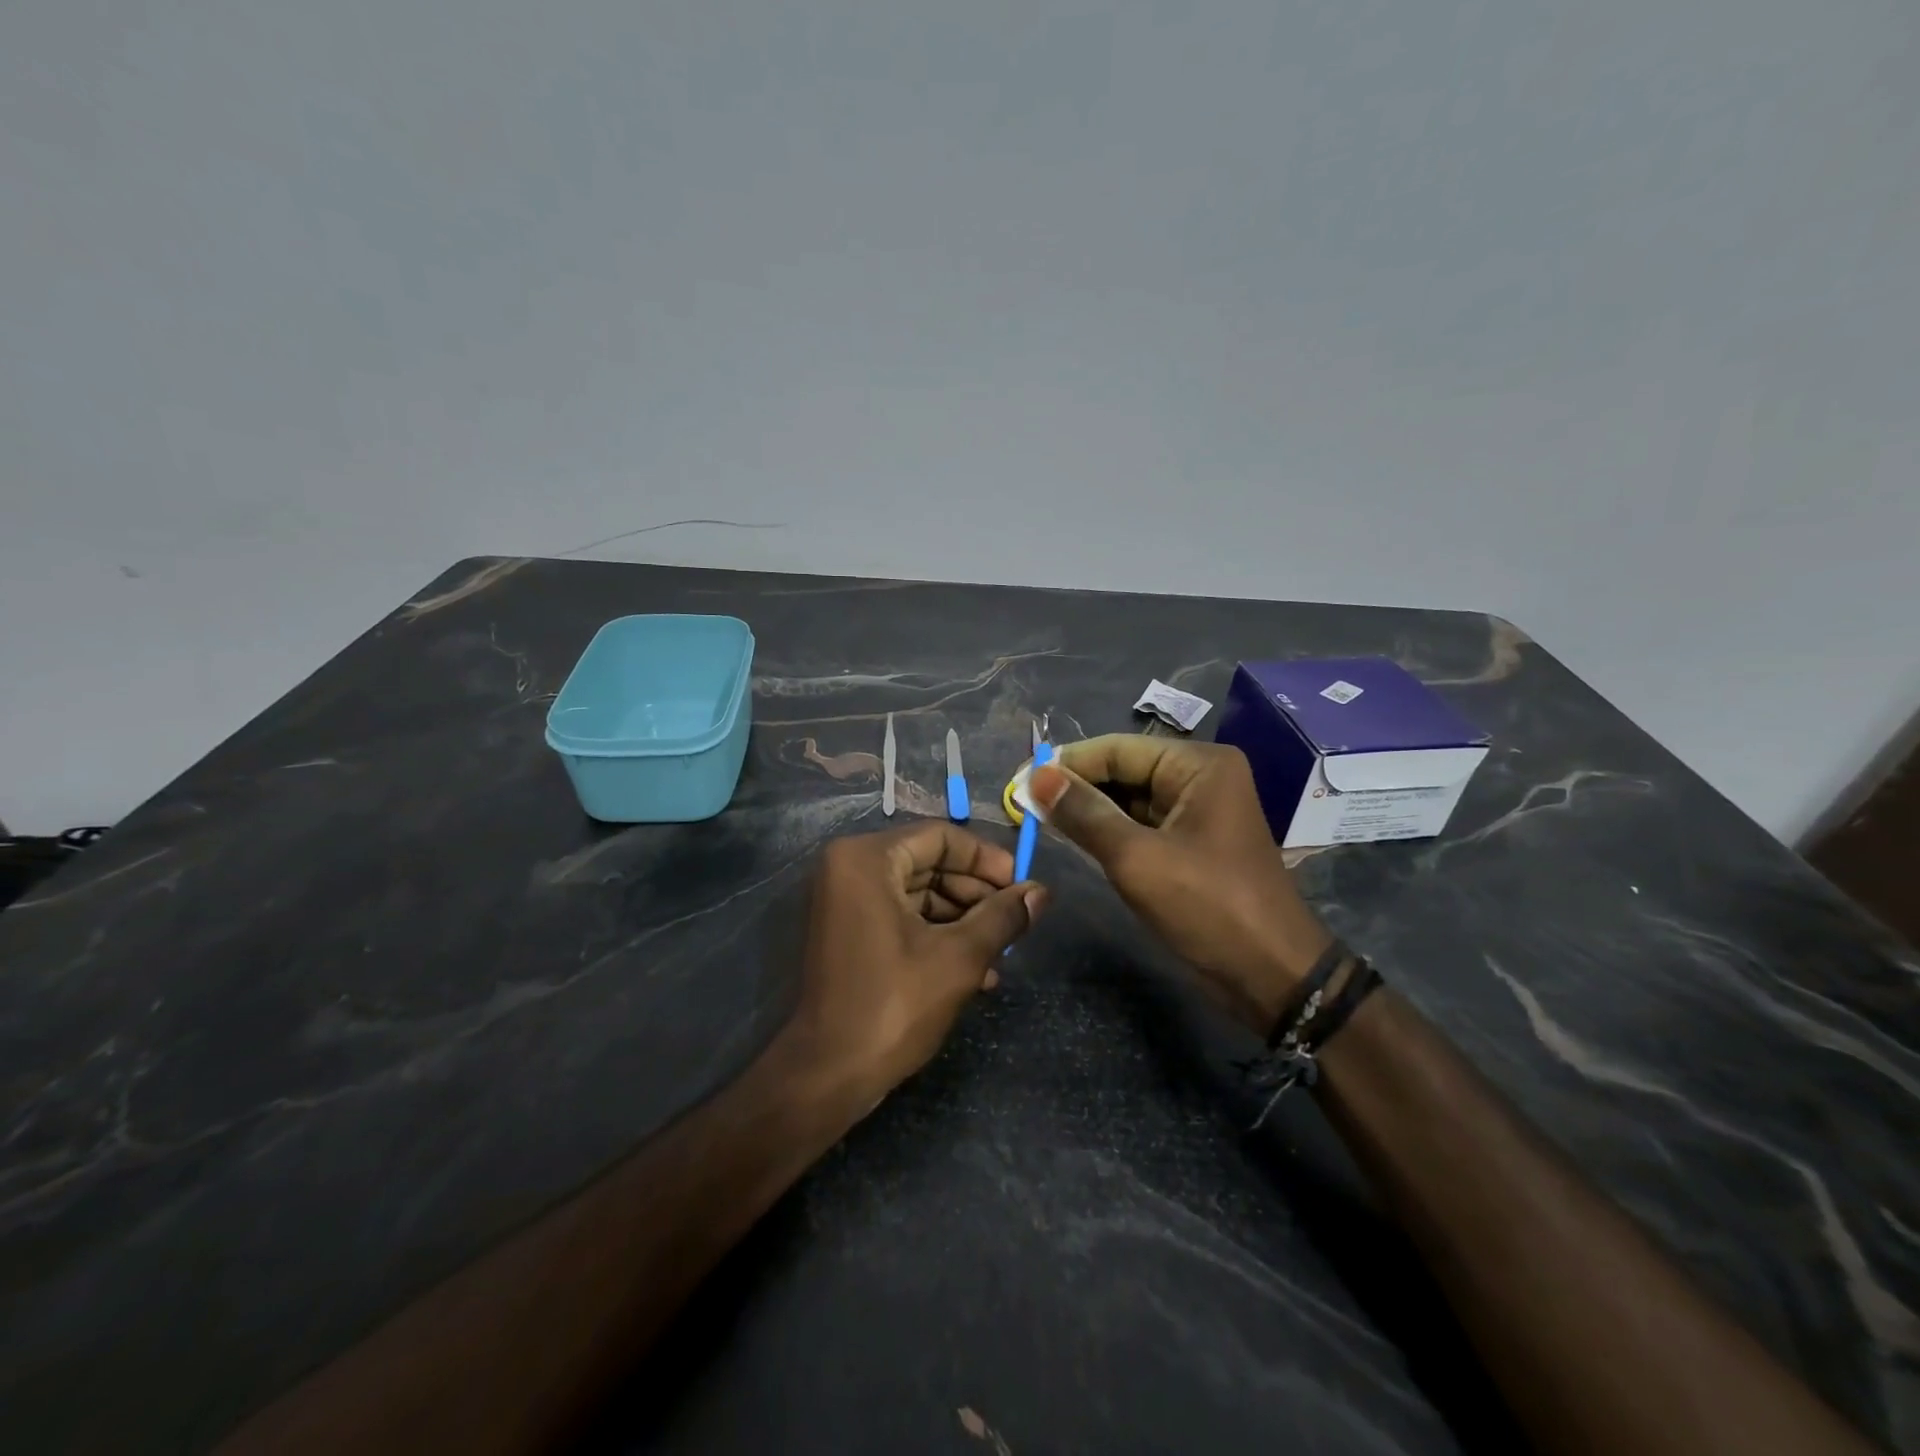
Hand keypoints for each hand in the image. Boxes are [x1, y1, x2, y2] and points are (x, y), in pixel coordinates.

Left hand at [787, 822, 1045, 1101]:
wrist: (827, 1075)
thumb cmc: (892, 1005)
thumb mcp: (959, 958)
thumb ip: (1003, 917)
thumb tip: (1043, 892)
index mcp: (867, 859)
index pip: (941, 837)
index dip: (988, 860)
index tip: (1023, 887)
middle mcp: (849, 868)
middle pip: (930, 863)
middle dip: (977, 895)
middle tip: (1016, 922)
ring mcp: (845, 901)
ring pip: (919, 893)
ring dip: (963, 920)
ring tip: (1002, 955)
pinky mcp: (847, 931)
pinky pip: (900, 916)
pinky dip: (937, 935)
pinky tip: (978, 971)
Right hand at [1030, 735, 1331, 1032]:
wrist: (1273, 976)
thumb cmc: (1208, 908)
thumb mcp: (1137, 859)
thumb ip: (1084, 814)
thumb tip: (1036, 776)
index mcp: (1198, 765)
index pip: (1117, 749)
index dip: (1067, 764)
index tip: (1019, 781)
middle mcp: (1200, 777)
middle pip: (1123, 770)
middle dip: (1075, 787)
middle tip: (1022, 805)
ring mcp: (1197, 810)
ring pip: (1129, 799)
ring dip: (1088, 810)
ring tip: (1037, 820)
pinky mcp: (1191, 842)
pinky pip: (1141, 824)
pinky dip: (1108, 831)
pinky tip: (1072, 837)